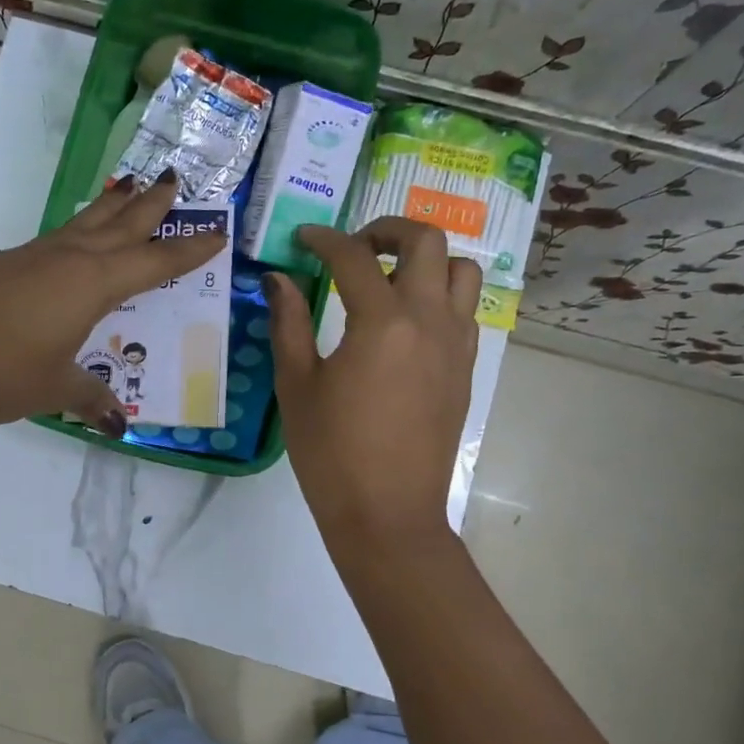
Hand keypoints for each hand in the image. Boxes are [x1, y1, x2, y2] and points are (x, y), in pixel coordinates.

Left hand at [0, 173, 225, 431]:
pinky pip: (55, 239)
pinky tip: (72, 242)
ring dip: (112, 207)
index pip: (154, 262)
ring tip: (129, 188)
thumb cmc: (2, 372)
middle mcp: (67, 259)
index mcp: (93, 284)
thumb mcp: (55, 389)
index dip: (188, 250)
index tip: (216, 232)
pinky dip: (76, 232)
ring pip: (84, 223)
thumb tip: (118, 422)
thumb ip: (91, 397)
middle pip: (120, 223)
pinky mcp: (3, 263)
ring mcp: (31, 256)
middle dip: (150, 204)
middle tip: (174, 179)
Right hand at [265, 219, 479, 542]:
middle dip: (388, 230)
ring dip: (426, 259)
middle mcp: (429, 321)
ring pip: (461, 270)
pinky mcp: (466, 368)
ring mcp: (456, 344)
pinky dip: (440, 294)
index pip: (354, 257)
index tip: (303, 240)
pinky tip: (407, 320)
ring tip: (389, 278)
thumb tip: (278, 279)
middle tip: (354, 247)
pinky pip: (465, 309)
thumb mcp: (297, 386)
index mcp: (382, 323)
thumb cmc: (331, 454)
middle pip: (427, 241)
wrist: (387, 513)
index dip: (324, 239)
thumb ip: (288, 323)